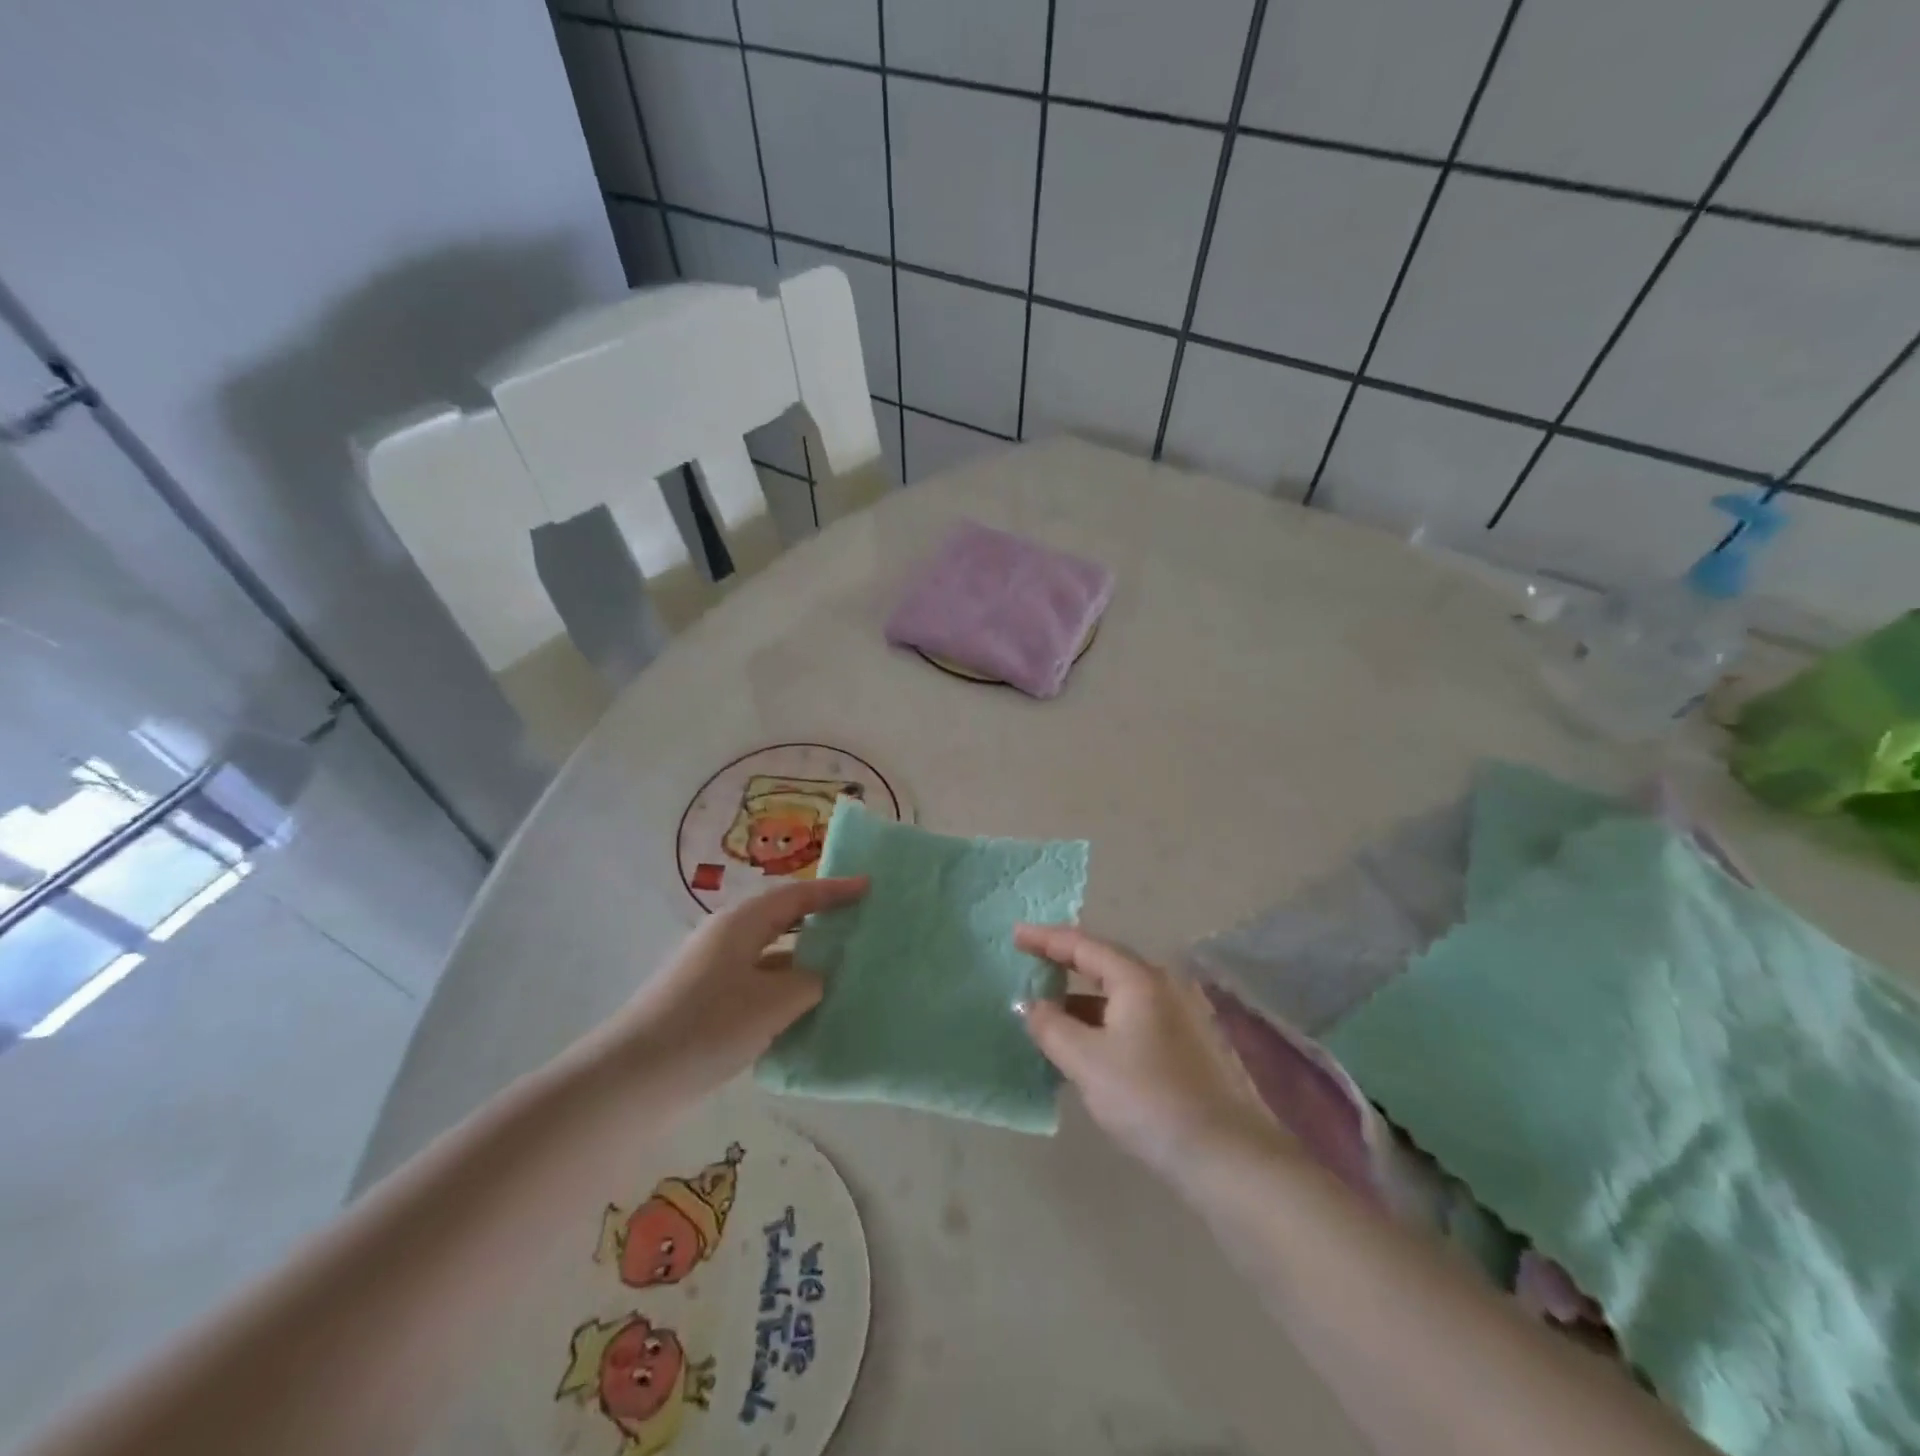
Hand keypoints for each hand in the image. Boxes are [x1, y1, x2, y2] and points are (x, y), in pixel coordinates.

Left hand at [608, 877, 866, 1096]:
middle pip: (783, 920)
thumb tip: (820, 978)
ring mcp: (714, 973)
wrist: (631, 1082)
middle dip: (820, 921)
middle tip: (859, 926)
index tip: (869, 886)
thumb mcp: (772, 1002)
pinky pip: (759, 985)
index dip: (834, 891)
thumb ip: (808, 982)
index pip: (797, 896)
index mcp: (741, 924)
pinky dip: (785, 991)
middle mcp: (727, 939)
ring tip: (843, 973)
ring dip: (804, 962)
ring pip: (771, 956)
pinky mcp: (707, 1005)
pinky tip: (805, 1014)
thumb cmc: (707, 1026)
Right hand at [1015, 924, 1282, 1181]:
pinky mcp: (1185, 1044)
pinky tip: (1083, 1044)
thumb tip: (1029, 1005)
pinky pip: (1131, 1017)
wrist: (1224, 1155)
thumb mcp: (1087, 1061)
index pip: (1083, 945)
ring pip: (1118, 994)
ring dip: (1081, 998)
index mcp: (1138, 979)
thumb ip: (1051, 1026)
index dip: (1046, 939)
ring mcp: (1179, 1014)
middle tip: (1029, 963)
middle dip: (1064, 963)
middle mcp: (1162, 985)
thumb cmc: (1148, 1098)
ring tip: (1047, 1010)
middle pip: (1103, 963)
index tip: (1014, 935)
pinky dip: (1101, 1021)